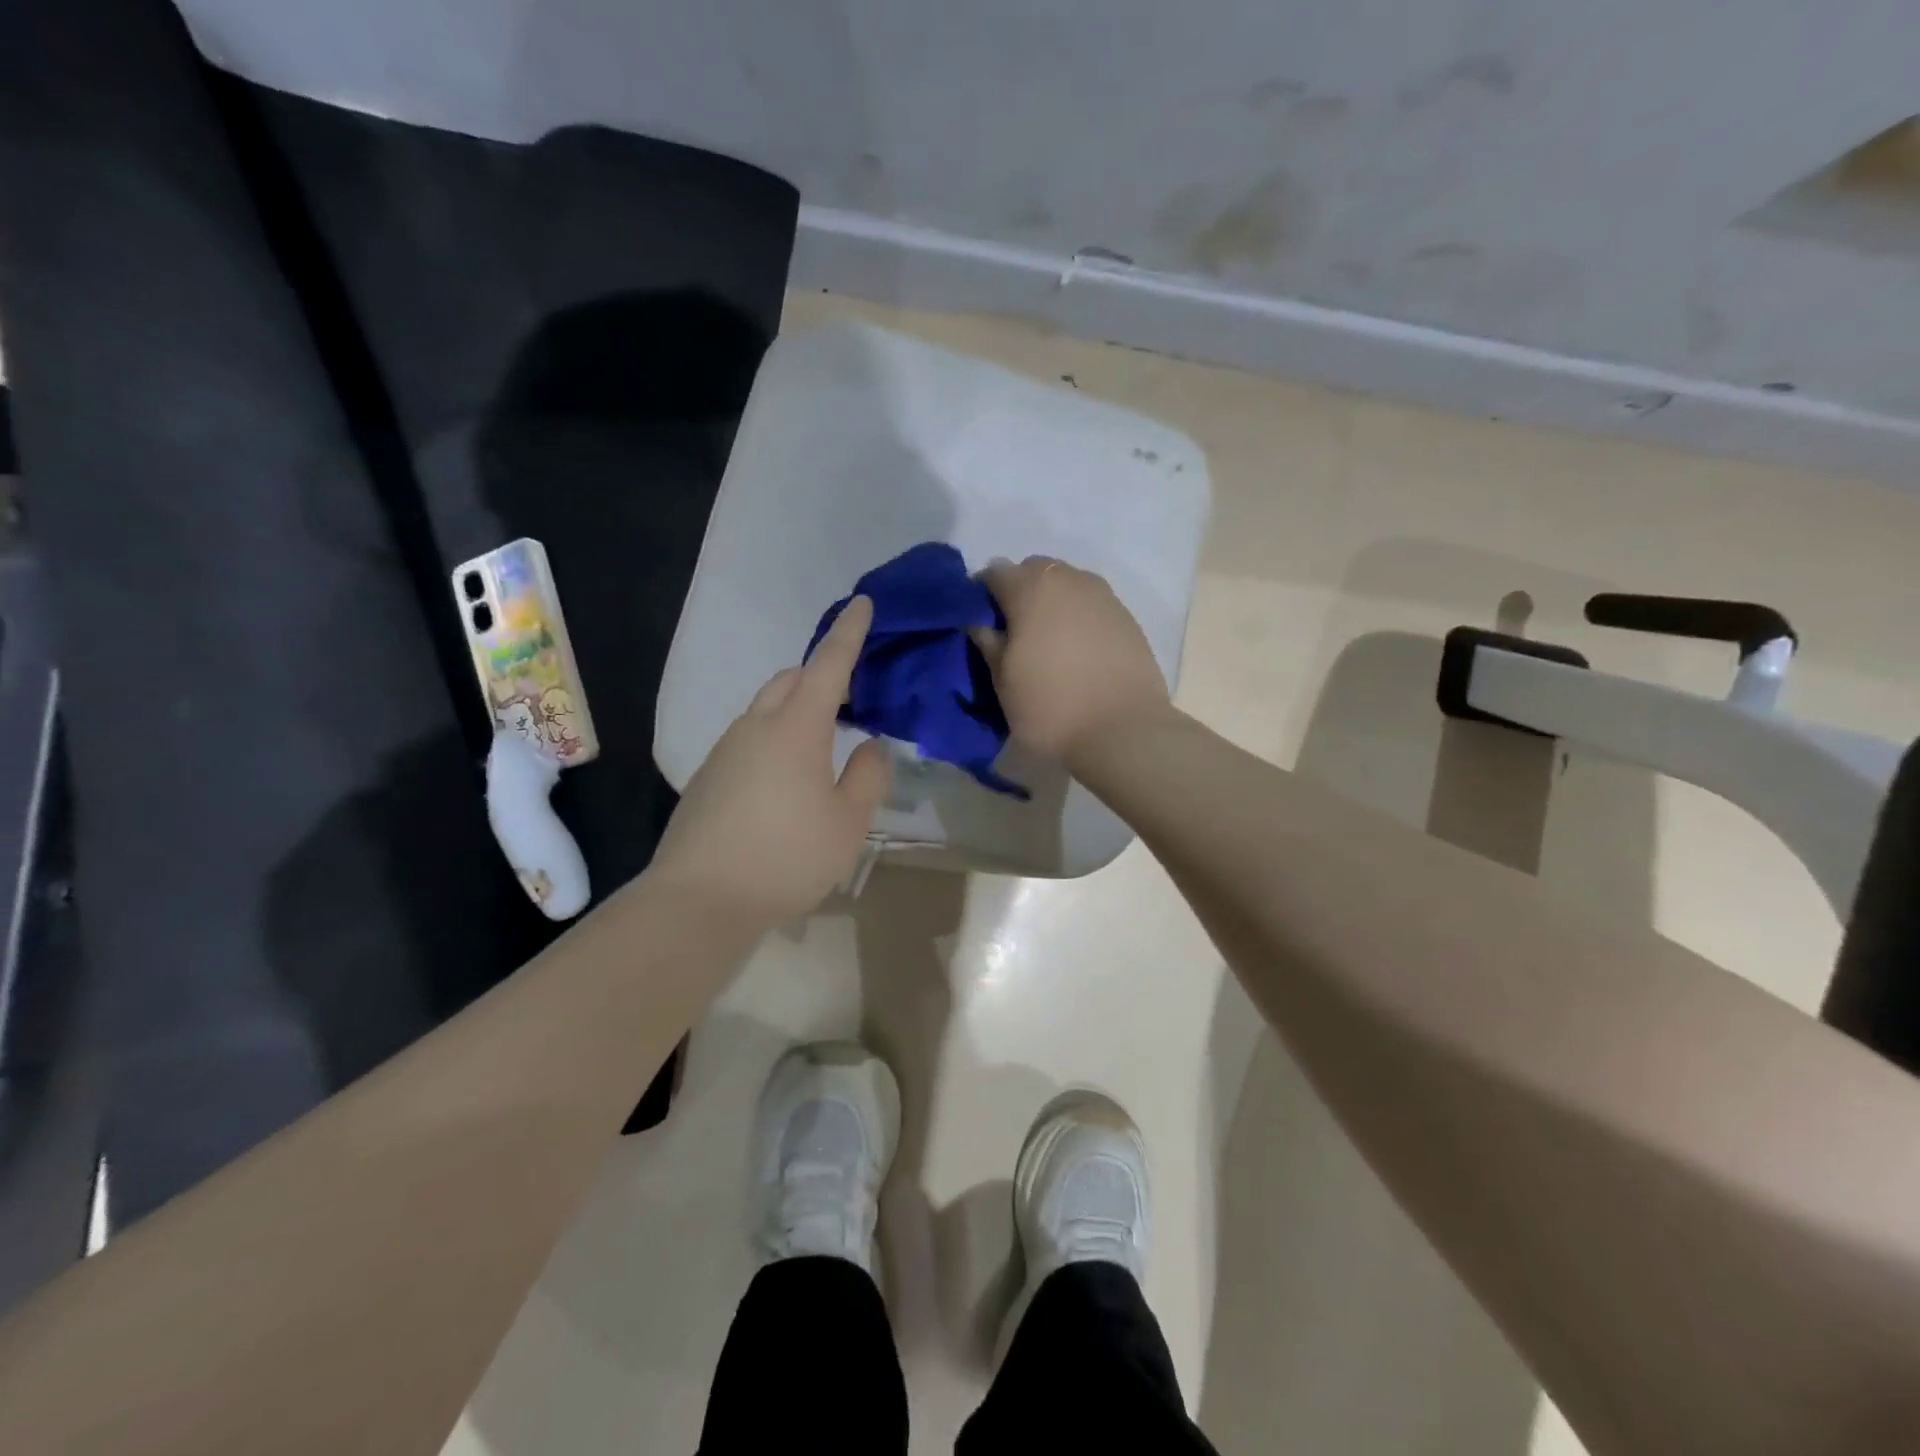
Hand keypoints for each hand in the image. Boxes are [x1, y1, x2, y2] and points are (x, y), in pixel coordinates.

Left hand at [651, 597, 890, 923]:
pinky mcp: (707, 777)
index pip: (828, 665)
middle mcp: (755, 727)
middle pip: (790, 680)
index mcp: (795, 728)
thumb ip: (867, 777)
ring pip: (766, 710)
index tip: (861, 603)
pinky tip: (786, 783)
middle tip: (851, 697)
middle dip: (820, 675)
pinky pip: (749, 740)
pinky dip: (775, 740)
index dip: (849, 633)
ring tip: (823, 747)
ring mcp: (725, 751)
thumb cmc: (786, 857)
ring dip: (796, 710)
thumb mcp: (848, 823)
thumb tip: (871, 747)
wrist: (698, 900)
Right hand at [977, 556, 1171, 760]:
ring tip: (1048, 641)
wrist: (1123, 731)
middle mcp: (1069, 579)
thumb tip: (980, 622)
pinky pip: (1092, 604)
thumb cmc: (1051, 707)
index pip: (994, 572)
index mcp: (1031, 588)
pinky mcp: (1127, 616)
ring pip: (1067, 585)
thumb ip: (988, 643)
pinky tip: (1078, 650)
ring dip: (1052, 602)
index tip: (979, 624)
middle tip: (1014, 632)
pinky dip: (1078, 617)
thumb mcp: (1003, 682)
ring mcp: (1103, 595)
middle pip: (1034, 570)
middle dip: (1019, 592)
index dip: (981, 596)